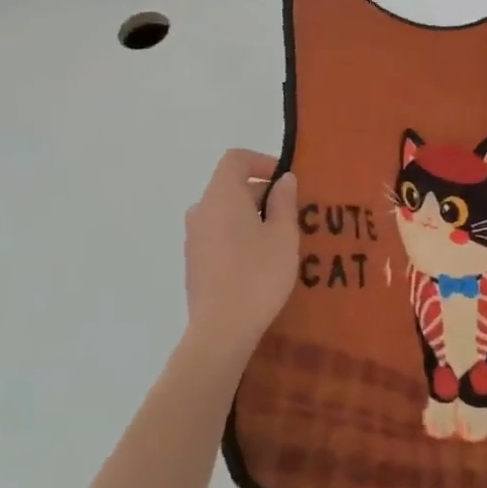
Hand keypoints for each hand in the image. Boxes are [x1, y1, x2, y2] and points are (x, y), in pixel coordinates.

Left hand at [183, 150, 300, 356]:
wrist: (222, 328)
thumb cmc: (258, 274)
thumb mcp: (283, 235)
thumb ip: (284, 201)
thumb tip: (283, 179)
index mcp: (222, 195)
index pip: (235, 159)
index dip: (261, 161)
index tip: (285, 180)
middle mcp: (201, 210)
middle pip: (231, 187)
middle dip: (262, 194)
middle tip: (292, 216)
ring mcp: (193, 238)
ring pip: (225, 214)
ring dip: (251, 218)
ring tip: (279, 241)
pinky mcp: (194, 263)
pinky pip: (218, 236)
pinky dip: (238, 237)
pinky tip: (259, 264)